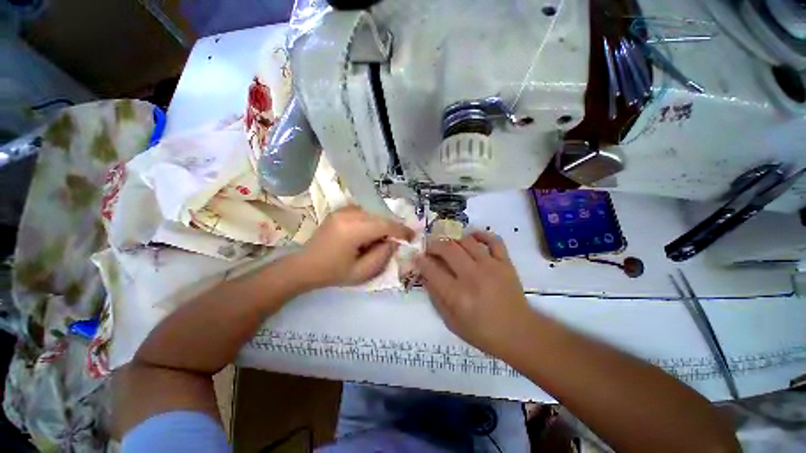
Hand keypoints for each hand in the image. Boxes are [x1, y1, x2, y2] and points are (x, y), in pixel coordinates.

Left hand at [296, 205, 413, 287]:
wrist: (305, 266)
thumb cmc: (333, 273)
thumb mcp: (362, 272)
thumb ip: (383, 255)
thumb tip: (394, 241)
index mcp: (353, 230)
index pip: (385, 225)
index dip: (401, 230)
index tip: (412, 236)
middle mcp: (348, 214)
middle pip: (380, 218)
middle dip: (391, 229)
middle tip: (397, 241)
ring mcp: (342, 210)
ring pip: (373, 214)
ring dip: (381, 225)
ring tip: (380, 240)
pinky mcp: (340, 210)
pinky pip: (364, 213)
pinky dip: (371, 222)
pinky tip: (367, 234)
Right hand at [415, 232, 532, 354]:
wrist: (519, 334)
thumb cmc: (482, 332)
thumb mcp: (451, 322)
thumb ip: (435, 297)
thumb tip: (425, 276)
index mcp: (457, 296)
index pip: (432, 270)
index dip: (421, 261)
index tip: (417, 257)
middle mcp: (472, 276)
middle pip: (447, 249)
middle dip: (434, 245)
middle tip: (430, 248)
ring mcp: (491, 267)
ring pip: (466, 241)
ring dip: (452, 240)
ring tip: (448, 245)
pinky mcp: (505, 263)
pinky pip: (493, 240)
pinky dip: (481, 234)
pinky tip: (472, 237)